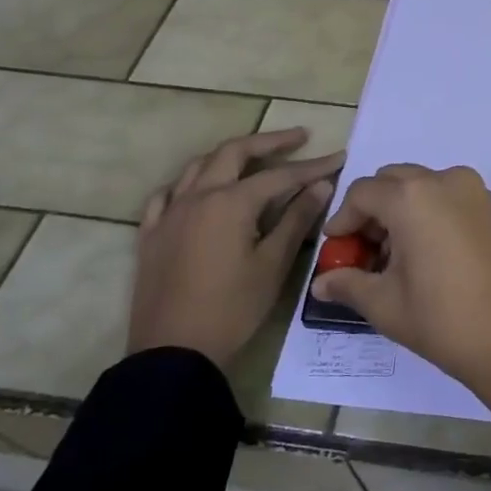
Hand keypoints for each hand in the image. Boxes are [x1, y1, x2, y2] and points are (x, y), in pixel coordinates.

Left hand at [129, 129, 342, 367]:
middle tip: (299, 137)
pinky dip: (188, 182)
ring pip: (199, 166)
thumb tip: (321, 185)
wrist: (174, 352)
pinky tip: (198, 188)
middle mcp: (197, 197)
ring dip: (230, 155)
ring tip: (254, 157)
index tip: (338, 156)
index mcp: (230, 203)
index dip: (312, 166)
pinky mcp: (151, 235)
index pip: (280, 175)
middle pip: (234, 153)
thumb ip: (297, 219)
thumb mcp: (273, 265)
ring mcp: (169, 214)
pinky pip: (166, 194)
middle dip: (269, 142)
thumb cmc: (232, 309)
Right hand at [311, 164, 490, 443]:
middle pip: (394, 182)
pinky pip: (450, 198)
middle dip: (373, 212)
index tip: (337, 252)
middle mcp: (445, 181)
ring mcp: (475, 192)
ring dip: (401, 212)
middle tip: (364, 254)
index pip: (362, 193)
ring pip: (424, 187)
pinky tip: (426, 258)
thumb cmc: (445, 320)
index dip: (343, 221)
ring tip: (394, 261)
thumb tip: (321, 283)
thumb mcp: (386, 305)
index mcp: (413, 196)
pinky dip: (429, 215)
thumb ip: (349, 284)